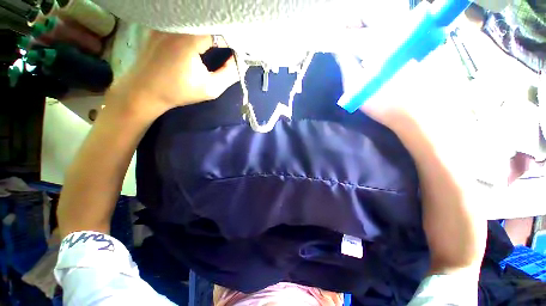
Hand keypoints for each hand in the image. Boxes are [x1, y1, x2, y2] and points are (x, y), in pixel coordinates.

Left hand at [111, 31, 238, 114]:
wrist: (144, 90)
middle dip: (225, 31)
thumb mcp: (211, 89)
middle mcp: (176, 24)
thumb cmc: (178, 92)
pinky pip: (184, 19)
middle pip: (209, 19)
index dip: (235, 40)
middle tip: (233, 45)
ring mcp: (166, 21)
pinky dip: (198, 26)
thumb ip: (230, 74)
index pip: (221, 30)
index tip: (241, 51)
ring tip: (220, 40)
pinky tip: (202, 36)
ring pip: (197, 16)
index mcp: (189, 39)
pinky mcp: (160, 23)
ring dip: (212, 28)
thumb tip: (240, 61)